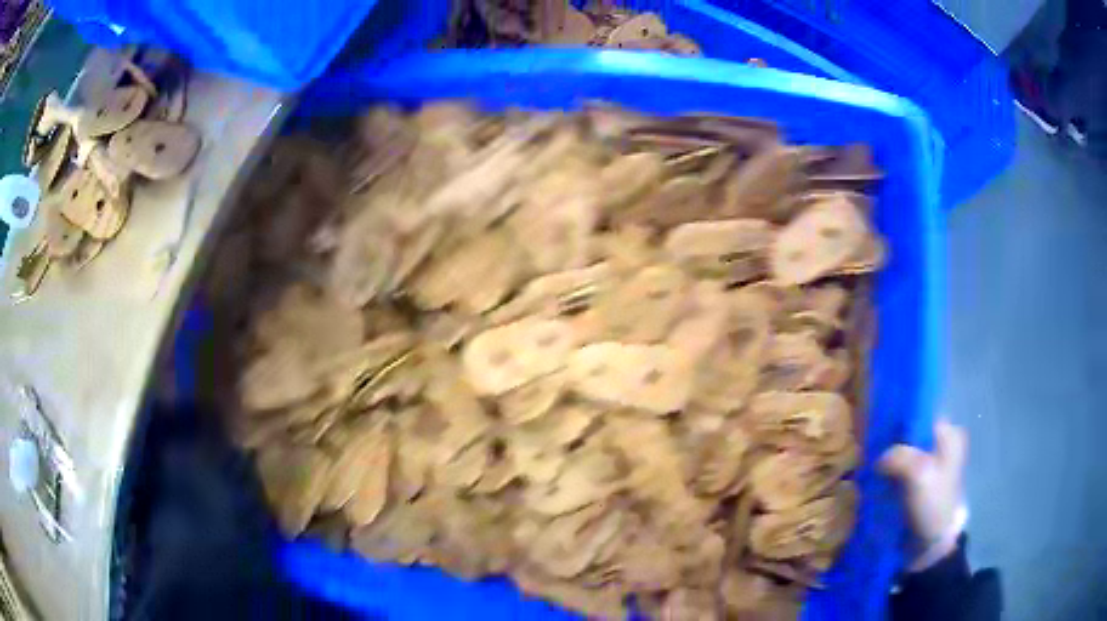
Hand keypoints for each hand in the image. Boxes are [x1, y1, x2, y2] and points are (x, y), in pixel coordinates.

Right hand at [879, 420, 967, 570]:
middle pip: (910, 433)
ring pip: (903, 453)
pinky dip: (887, 475)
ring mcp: (929, 465)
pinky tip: (875, 481)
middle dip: (891, 442)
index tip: (877, 430)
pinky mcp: (917, 484)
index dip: (898, 420)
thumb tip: (878, 459)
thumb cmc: (932, 504)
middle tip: (871, 451)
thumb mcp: (919, 473)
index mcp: (950, 434)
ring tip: (870, 468)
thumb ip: (899, 455)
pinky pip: (899, 470)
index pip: (920, 414)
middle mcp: (942, 444)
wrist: (930, 546)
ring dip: (887, 461)